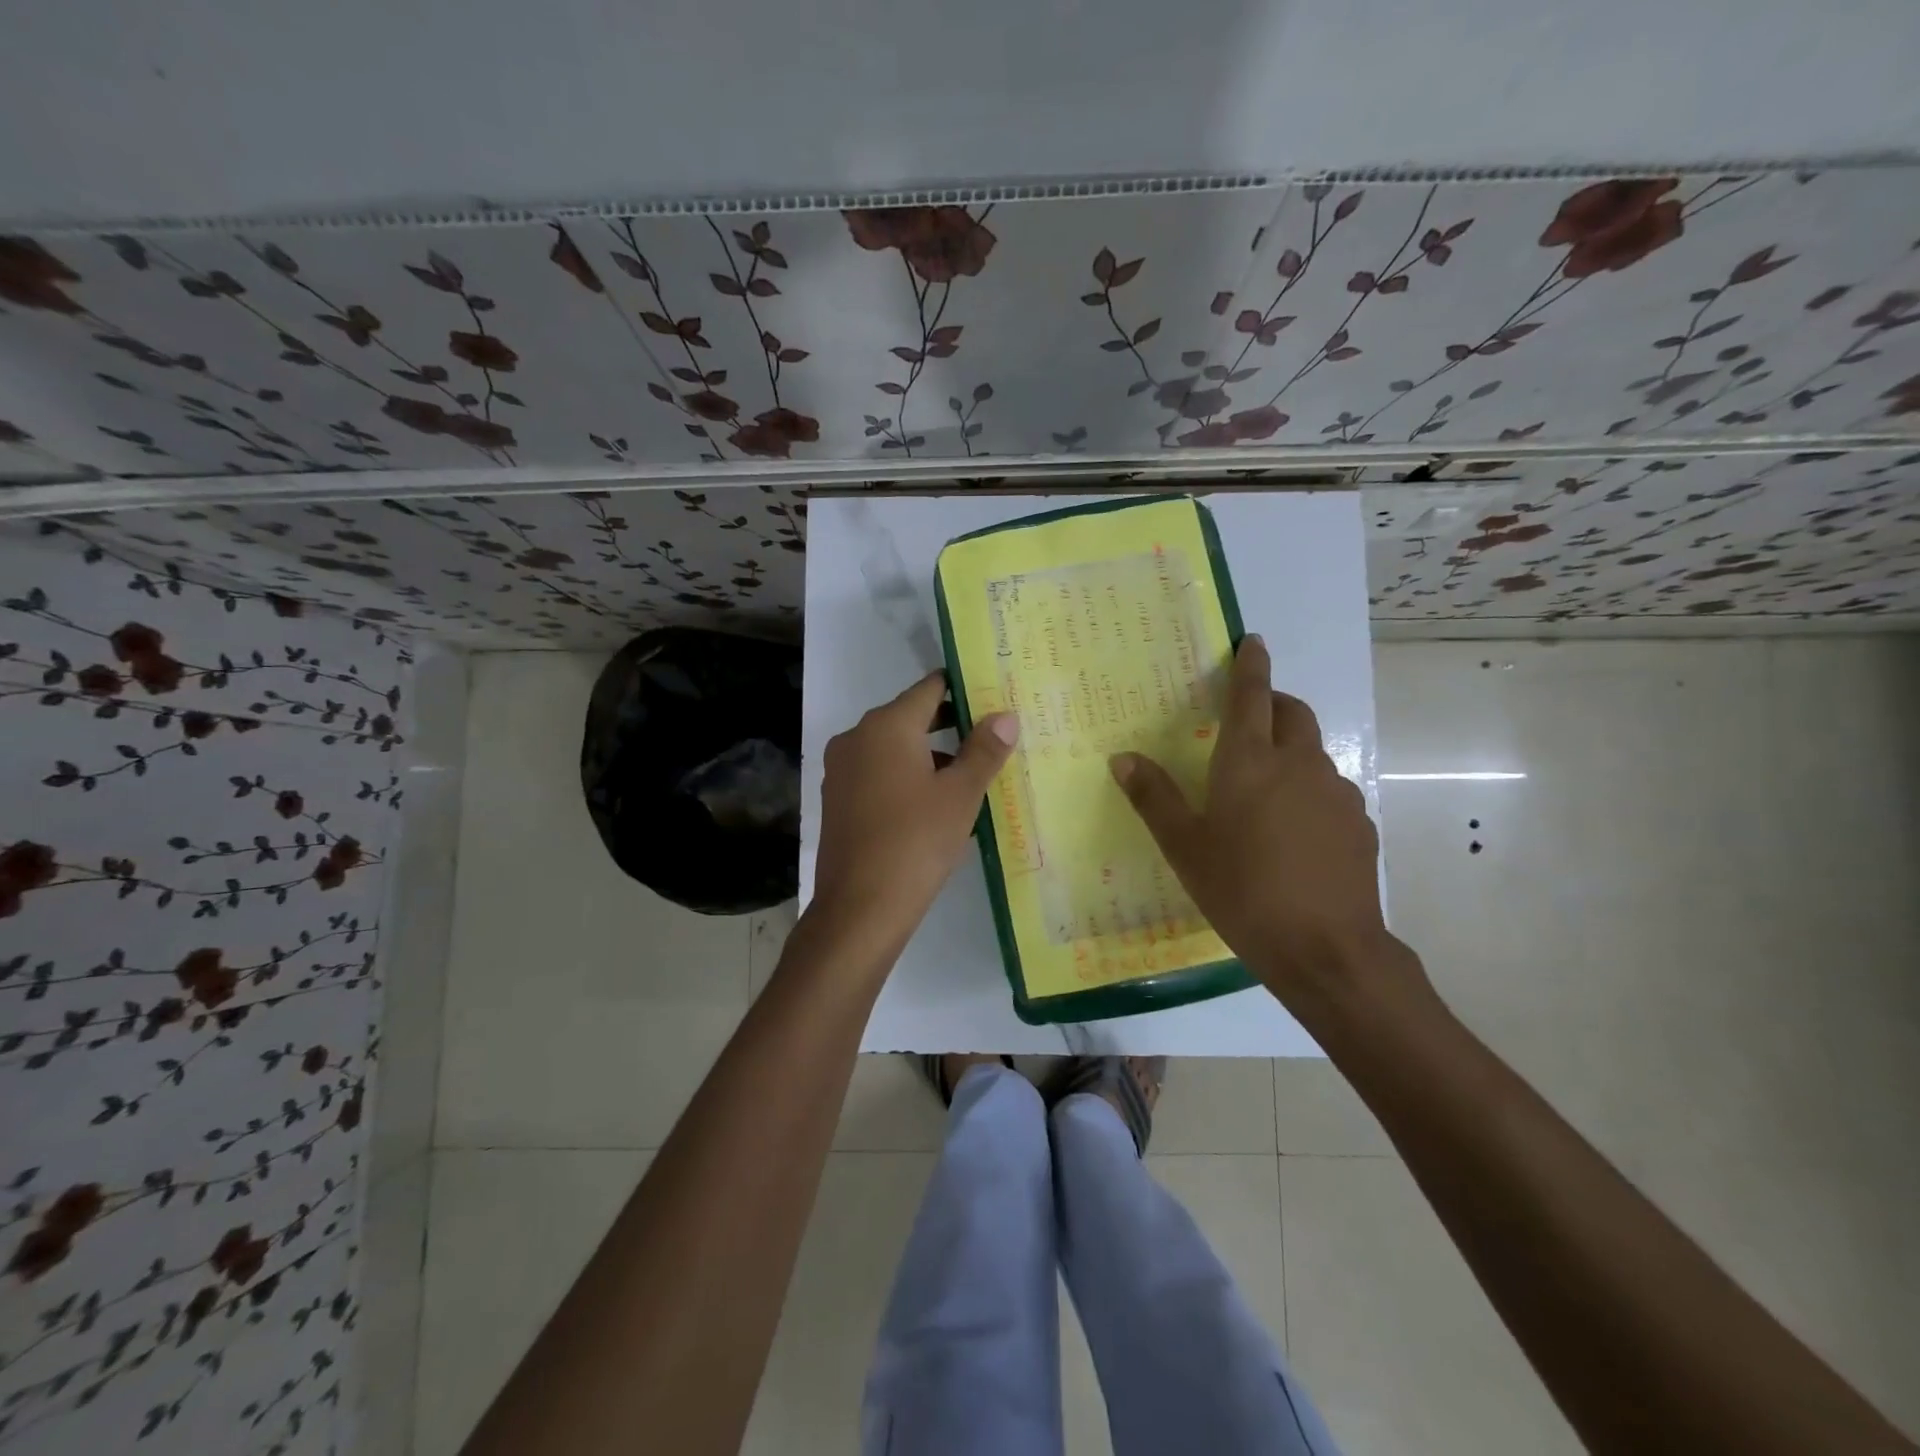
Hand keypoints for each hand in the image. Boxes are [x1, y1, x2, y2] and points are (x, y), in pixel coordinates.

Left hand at [809, 672, 1017, 964]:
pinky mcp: (838, 799)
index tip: (993, 695)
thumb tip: (1005, 715)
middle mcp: (857, 737)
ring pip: (894, 748)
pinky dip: (907, 777)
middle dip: (950, 724)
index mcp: (886, 726)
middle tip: (991, 733)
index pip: (930, 688)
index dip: (963, 688)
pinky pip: (878, 774)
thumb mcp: (960, 795)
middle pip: (910, 717)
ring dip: (930, 755)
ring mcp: (842, 769)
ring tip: (971, 773)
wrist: (859, 908)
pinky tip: (935, 803)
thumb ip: (984, 750)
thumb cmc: (916, 842)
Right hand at [1110, 636, 1427, 1019]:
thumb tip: (1122, 757)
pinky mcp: (1358, 824)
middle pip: (1292, 713)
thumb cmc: (1242, 890)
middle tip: (1248, 718)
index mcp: (1250, 761)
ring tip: (1264, 787)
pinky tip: (1293, 831)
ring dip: (1290, 749)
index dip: (1251, 665)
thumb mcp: (1184, 847)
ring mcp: (1336, 792)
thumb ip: (1153, 797)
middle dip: (1273, 702)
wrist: (1326, 948)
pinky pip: (1329, 789)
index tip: (1253, 640)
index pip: (1252, 695)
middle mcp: (1298, 764)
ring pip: (1312, 752)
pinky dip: (1309, 789)